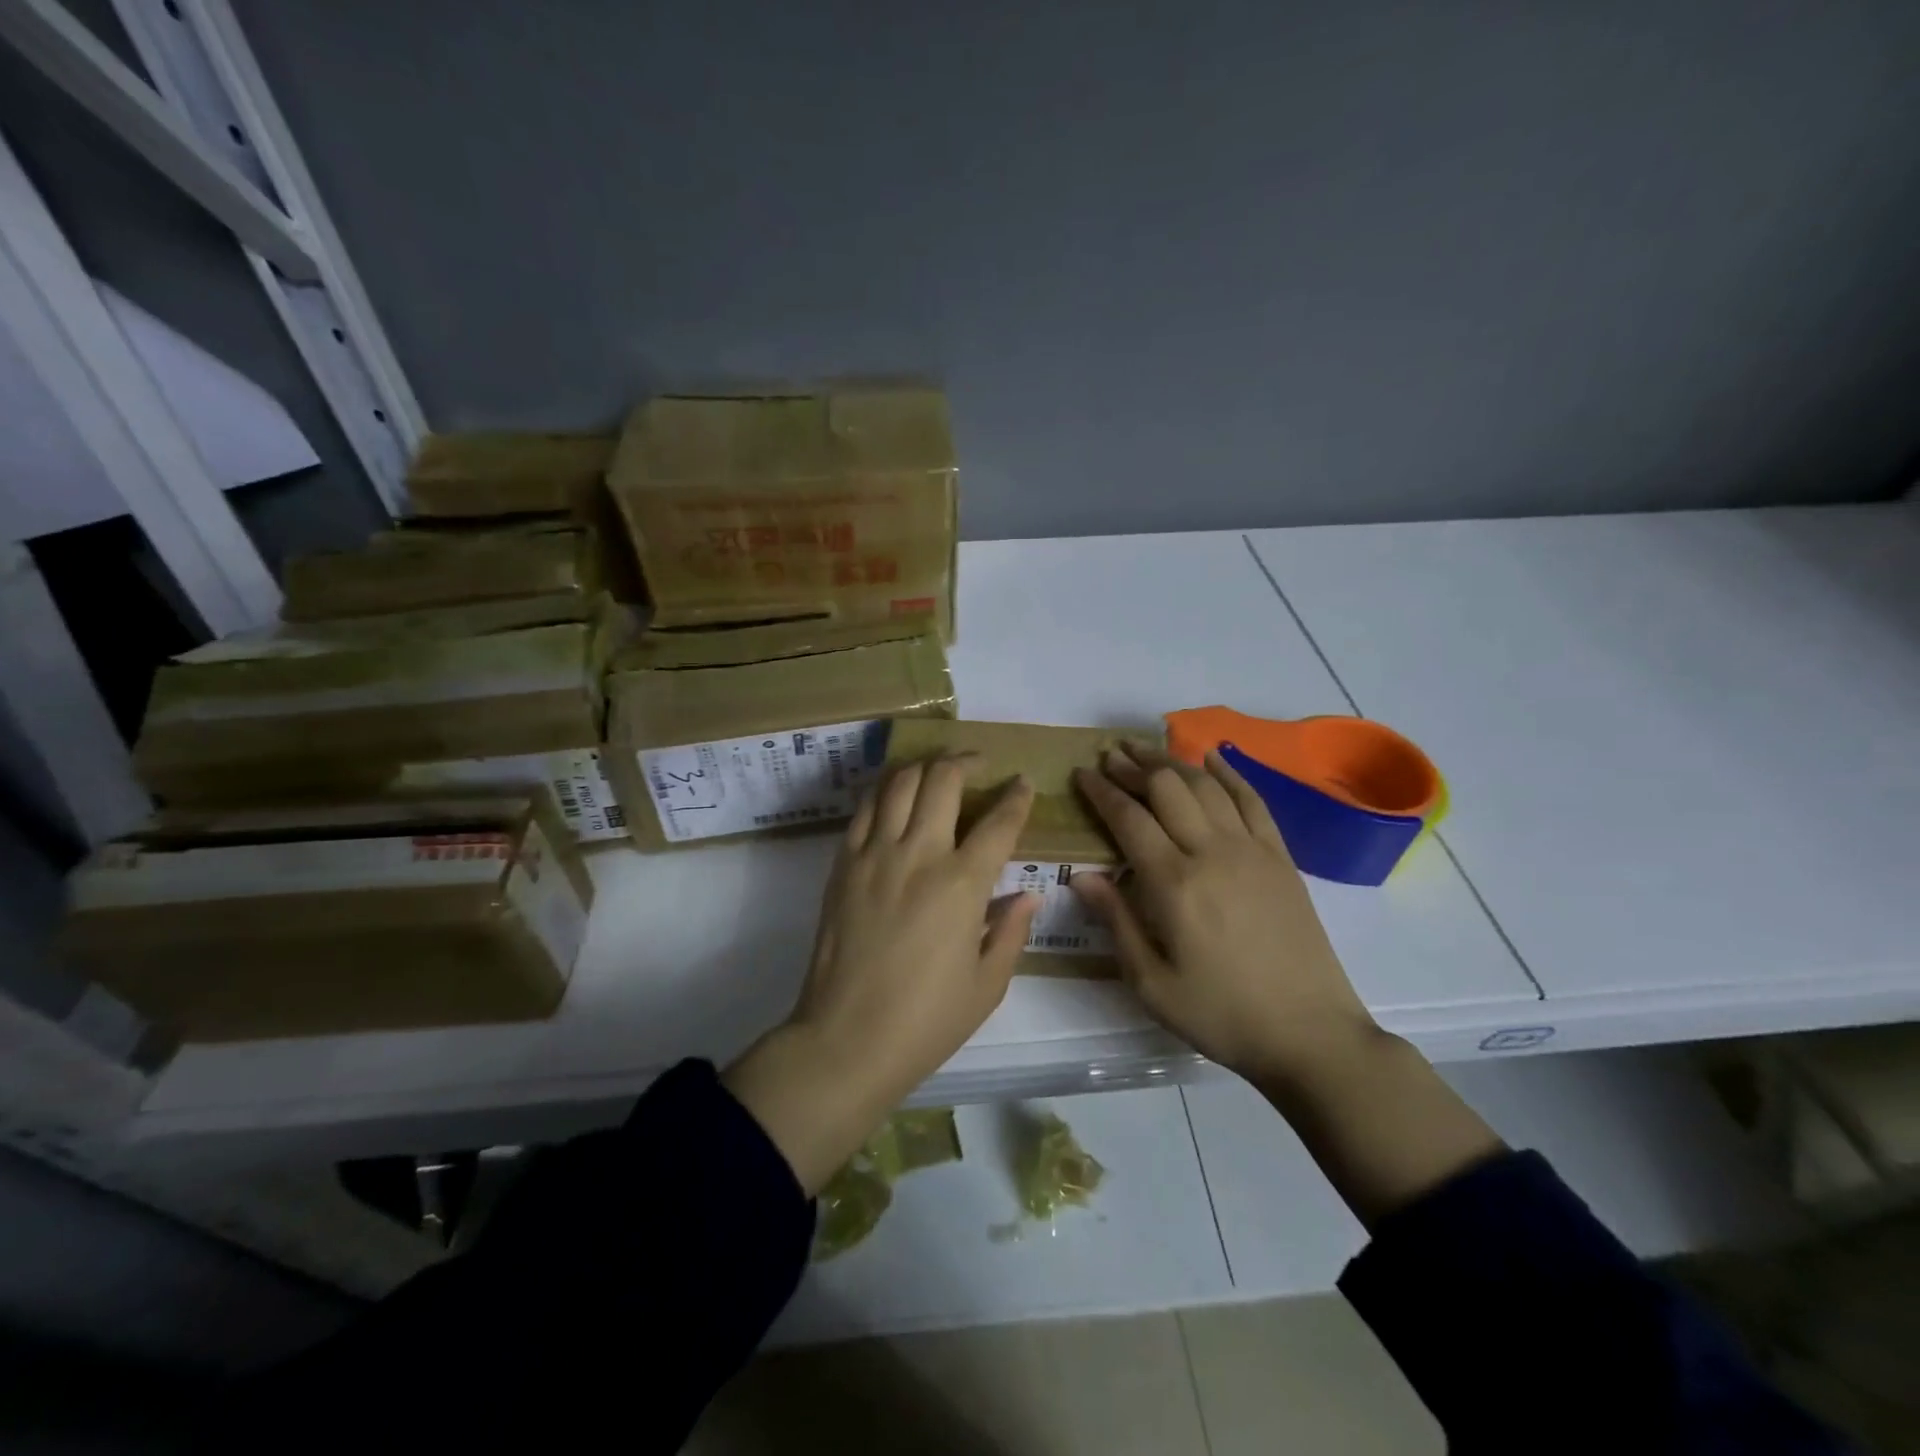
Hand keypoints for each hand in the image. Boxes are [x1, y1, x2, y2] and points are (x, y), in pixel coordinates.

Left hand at [724, 754, 1037, 1192]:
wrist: (847, 1039)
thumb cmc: (927, 1021)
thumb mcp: (988, 984)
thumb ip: (1011, 931)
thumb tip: (1027, 896)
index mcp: (962, 885)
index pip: (999, 822)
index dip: (1017, 797)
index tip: (1023, 784)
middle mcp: (919, 854)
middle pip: (943, 780)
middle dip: (966, 762)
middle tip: (978, 765)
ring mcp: (874, 854)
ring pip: (899, 781)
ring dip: (924, 767)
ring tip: (937, 772)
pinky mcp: (843, 863)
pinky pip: (865, 808)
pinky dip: (885, 790)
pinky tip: (896, 796)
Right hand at [1075, 743, 1505, 1226]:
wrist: (1310, 1034)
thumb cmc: (1221, 1014)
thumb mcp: (1152, 983)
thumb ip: (1116, 922)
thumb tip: (1081, 875)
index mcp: (1174, 883)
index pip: (1129, 818)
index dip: (1101, 791)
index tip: (1082, 773)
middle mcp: (1212, 852)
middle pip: (1166, 789)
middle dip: (1133, 766)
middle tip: (1110, 755)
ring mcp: (1252, 850)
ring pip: (1206, 786)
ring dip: (1172, 762)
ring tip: (1146, 749)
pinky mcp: (1281, 857)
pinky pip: (1253, 800)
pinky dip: (1230, 773)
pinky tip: (1213, 758)